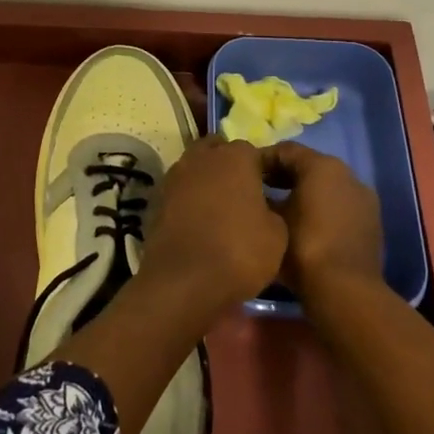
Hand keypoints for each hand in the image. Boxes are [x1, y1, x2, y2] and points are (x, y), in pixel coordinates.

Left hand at [140, 136, 287, 310]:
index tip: (272, 191)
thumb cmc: (238, 252)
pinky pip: (180, 191)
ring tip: (222, 209)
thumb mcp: (277, 234)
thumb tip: (263, 207)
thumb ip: (272, 209)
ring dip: (208, 181)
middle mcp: (201, 158)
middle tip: (245, 193)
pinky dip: (189, 200)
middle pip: (218, 151)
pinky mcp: (156, 200)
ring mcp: (174, 177)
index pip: (254, 151)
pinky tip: (200, 222)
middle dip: (230, 166)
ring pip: (195, 168)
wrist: (183, 282)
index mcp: (235, 157)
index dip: (264, 170)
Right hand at [263, 143, 384, 304]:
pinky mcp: (371, 222)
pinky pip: (339, 205)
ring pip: (325, 187)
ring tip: (278, 211)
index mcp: (323, 166)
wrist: (345, 292)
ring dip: (302, 193)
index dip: (261, 160)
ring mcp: (363, 198)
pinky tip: (303, 227)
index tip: (242, 175)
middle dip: (281, 176)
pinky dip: (320, 209)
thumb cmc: (301, 248)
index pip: (285, 150)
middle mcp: (347, 174)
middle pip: (308, 166)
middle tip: (256, 191)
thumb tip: (253, 192)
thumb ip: (261, 197)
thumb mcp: (270, 219)